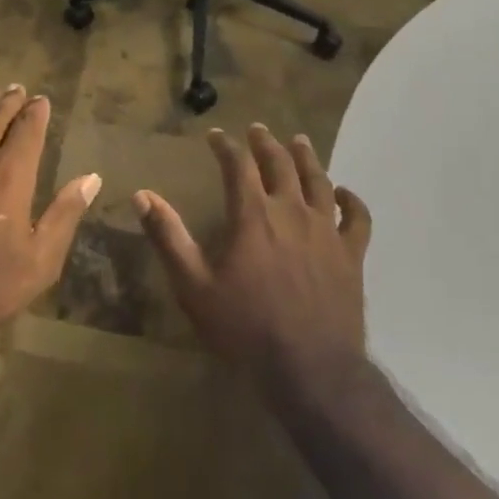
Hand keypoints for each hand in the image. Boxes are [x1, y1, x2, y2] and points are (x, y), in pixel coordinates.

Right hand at [134, 125, 370, 397]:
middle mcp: (292, 212)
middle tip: (257, 129)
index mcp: (253, 216)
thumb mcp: (193, 284)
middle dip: (265, 144)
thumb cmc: (244, 327)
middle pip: (280, 164)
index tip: (216, 135)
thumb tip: (142, 195)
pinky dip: (351, 200)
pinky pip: (357, 218)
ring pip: (318, 181)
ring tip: (298, 141)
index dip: (226, 146)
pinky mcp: (351, 255)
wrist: (310, 369)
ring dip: (306, 158)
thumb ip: (168, 236)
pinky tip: (343, 192)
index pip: (238, 165)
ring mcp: (326, 232)